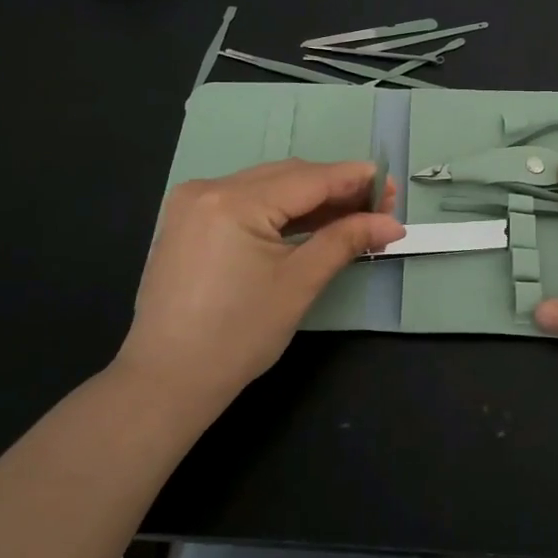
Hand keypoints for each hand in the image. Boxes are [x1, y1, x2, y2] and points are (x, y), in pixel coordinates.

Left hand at [115, 160, 403, 424]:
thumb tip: (391, 223)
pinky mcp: (187, 222)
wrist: (166, 381)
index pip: (309, 178)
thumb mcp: (299, 283)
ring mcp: (192, 204)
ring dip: (309, 199)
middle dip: (335, 189)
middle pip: (287, 177)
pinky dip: (279, 211)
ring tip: (352, 216)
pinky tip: (309, 223)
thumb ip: (346, 240)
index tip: (391, 184)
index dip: (354, 179)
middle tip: (378, 207)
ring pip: (266, 187)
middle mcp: (209, 188)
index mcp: (234, 200)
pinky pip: (245, 203)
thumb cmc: (238, 336)